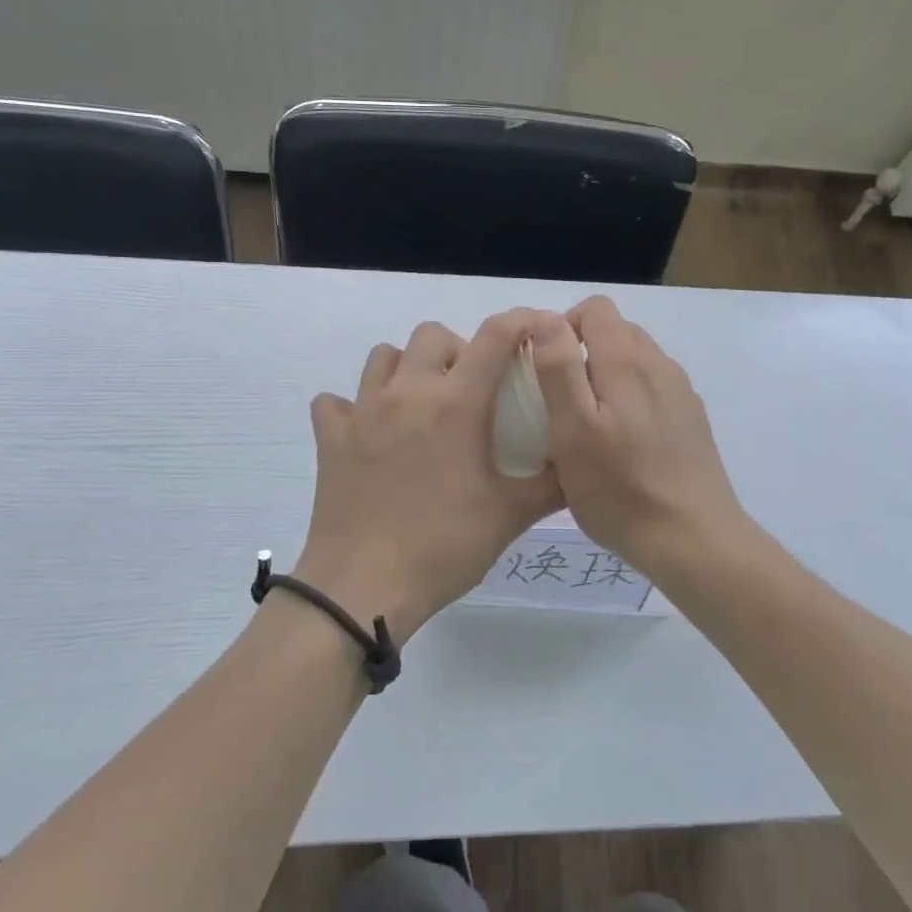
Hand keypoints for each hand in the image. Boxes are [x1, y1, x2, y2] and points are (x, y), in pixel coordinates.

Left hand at [294, 309, 566, 641]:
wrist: (362, 589)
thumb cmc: (443, 547)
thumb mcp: (509, 515)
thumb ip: (552, 483)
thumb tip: (580, 462)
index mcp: (456, 404)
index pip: (495, 337)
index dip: (521, 322)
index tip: (538, 330)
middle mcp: (407, 392)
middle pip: (432, 335)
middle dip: (458, 349)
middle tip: (471, 388)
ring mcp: (363, 411)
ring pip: (383, 356)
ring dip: (407, 368)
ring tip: (421, 403)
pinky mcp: (330, 438)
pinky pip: (335, 403)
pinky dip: (352, 408)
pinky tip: (368, 434)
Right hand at [530, 296, 748, 565]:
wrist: (695, 541)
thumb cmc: (621, 489)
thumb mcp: (572, 430)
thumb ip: (559, 368)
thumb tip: (548, 318)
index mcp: (628, 361)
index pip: (596, 308)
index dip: (564, 326)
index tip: (546, 368)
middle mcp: (661, 365)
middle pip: (617, 332)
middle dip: (583, 353)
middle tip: (562, 402)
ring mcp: (681, 393)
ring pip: (635, 362)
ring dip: (606, 378)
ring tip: (589, 428)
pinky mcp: (691, 420)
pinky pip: (653, 390)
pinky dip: (630, 400)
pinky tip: (622, 446)